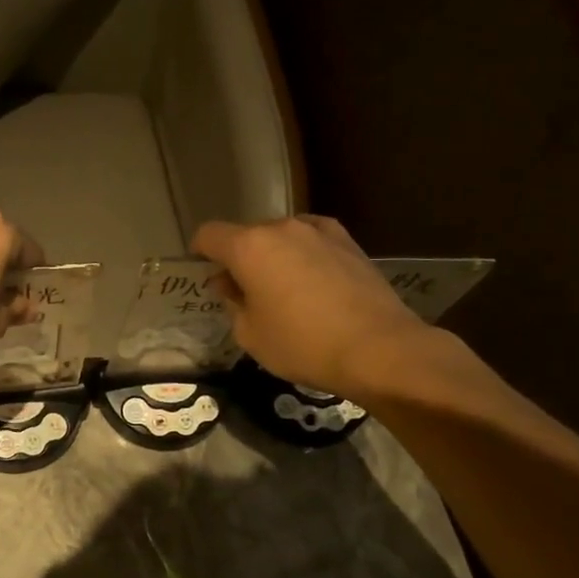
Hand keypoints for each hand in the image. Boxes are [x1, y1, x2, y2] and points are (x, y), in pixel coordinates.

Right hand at [191, 215, 434, 397]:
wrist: (378, 349)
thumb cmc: (302, 345)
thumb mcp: (250, 334)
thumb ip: (232, 302)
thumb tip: (228, 283)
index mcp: (249, 247)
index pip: (209, 235)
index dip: (200, 252)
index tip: (204, 273)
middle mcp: (281, 228)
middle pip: (247, 235)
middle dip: (240, 259)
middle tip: (245, 294)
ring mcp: (319, 231)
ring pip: (281, 237)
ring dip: (273, 257)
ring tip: (283, 290)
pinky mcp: (349, 242)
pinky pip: (312, 241)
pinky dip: (304, 255)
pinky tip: (312, 282)